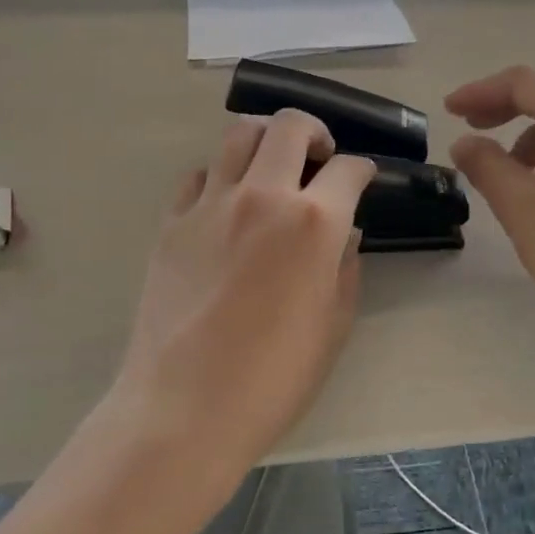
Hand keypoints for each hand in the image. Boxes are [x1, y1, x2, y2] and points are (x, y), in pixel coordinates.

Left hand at [110, 111, 374, 476]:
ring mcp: (210, 205)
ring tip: (271, 168)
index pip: (348, 170)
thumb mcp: (332, 326)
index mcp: (313, 222)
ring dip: (264, 141)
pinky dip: (220, 177)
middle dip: (314, 132)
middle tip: (320, 156)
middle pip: (288, 126)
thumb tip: (344, 233)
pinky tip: (226, 204)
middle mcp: (263, 196)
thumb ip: (344, 268)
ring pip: (238, 136)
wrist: (186, 407)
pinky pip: (199, 176)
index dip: (363, 170)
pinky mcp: (171, 222)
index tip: (363, 179)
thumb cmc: (273, 378)